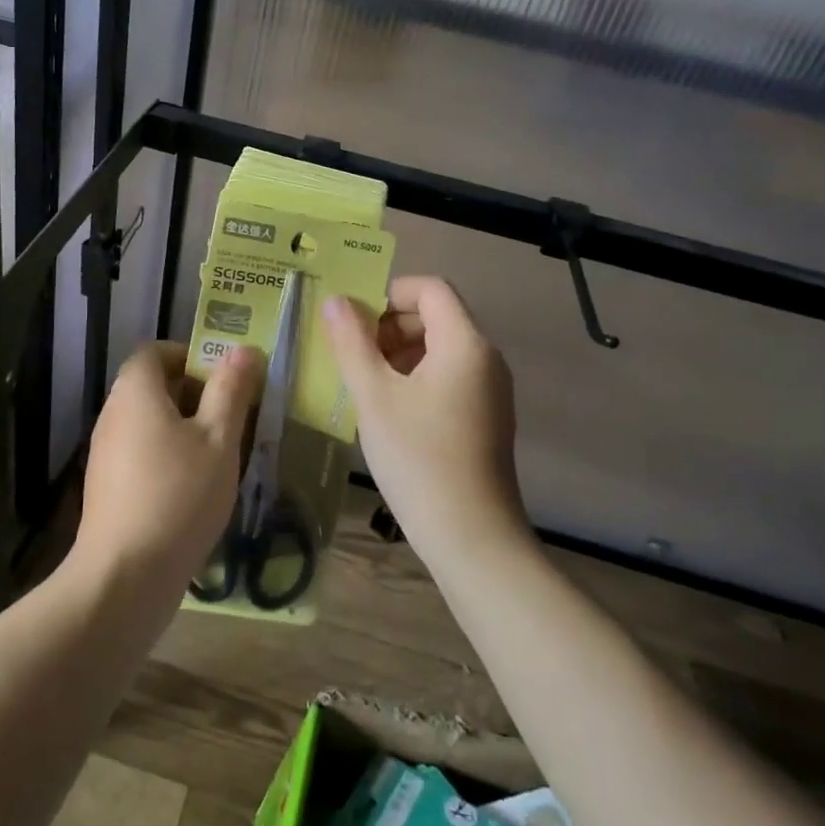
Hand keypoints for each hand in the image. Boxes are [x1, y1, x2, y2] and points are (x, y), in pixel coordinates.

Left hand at [71, 340, 262, 601]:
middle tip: (233, 415)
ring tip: (221, 453)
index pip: (155, 351)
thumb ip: (231, 390)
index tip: (224, 378)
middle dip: (195, 393)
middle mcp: (113, 413)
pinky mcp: (106, 485)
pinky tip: (195, 487)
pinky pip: (140, 451)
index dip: (190, 355)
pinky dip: (168, 454)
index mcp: (136, 391)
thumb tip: (244, 348)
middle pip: (152, 385)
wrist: (124, 576)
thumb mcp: (218, 439)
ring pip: (149, 421)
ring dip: (184, 426)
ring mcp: (105, 451)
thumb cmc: (178, 496)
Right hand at [321, 276, 528, 559]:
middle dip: (389, 325)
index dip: (389, 293)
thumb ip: (352, 343)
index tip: (353, 321)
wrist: (471, 537)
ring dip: (398, 353)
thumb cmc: (418, 457)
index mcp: (465, 343)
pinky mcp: (486, 417)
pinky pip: (448, 377)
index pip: (431, 288)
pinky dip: (415, 378)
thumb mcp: (374, 397)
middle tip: (351, 354)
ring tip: (363, 383)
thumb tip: (335, 301)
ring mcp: (490, 390)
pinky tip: (387, 410)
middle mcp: (485, 358)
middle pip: (436, 316)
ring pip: (440, 349)